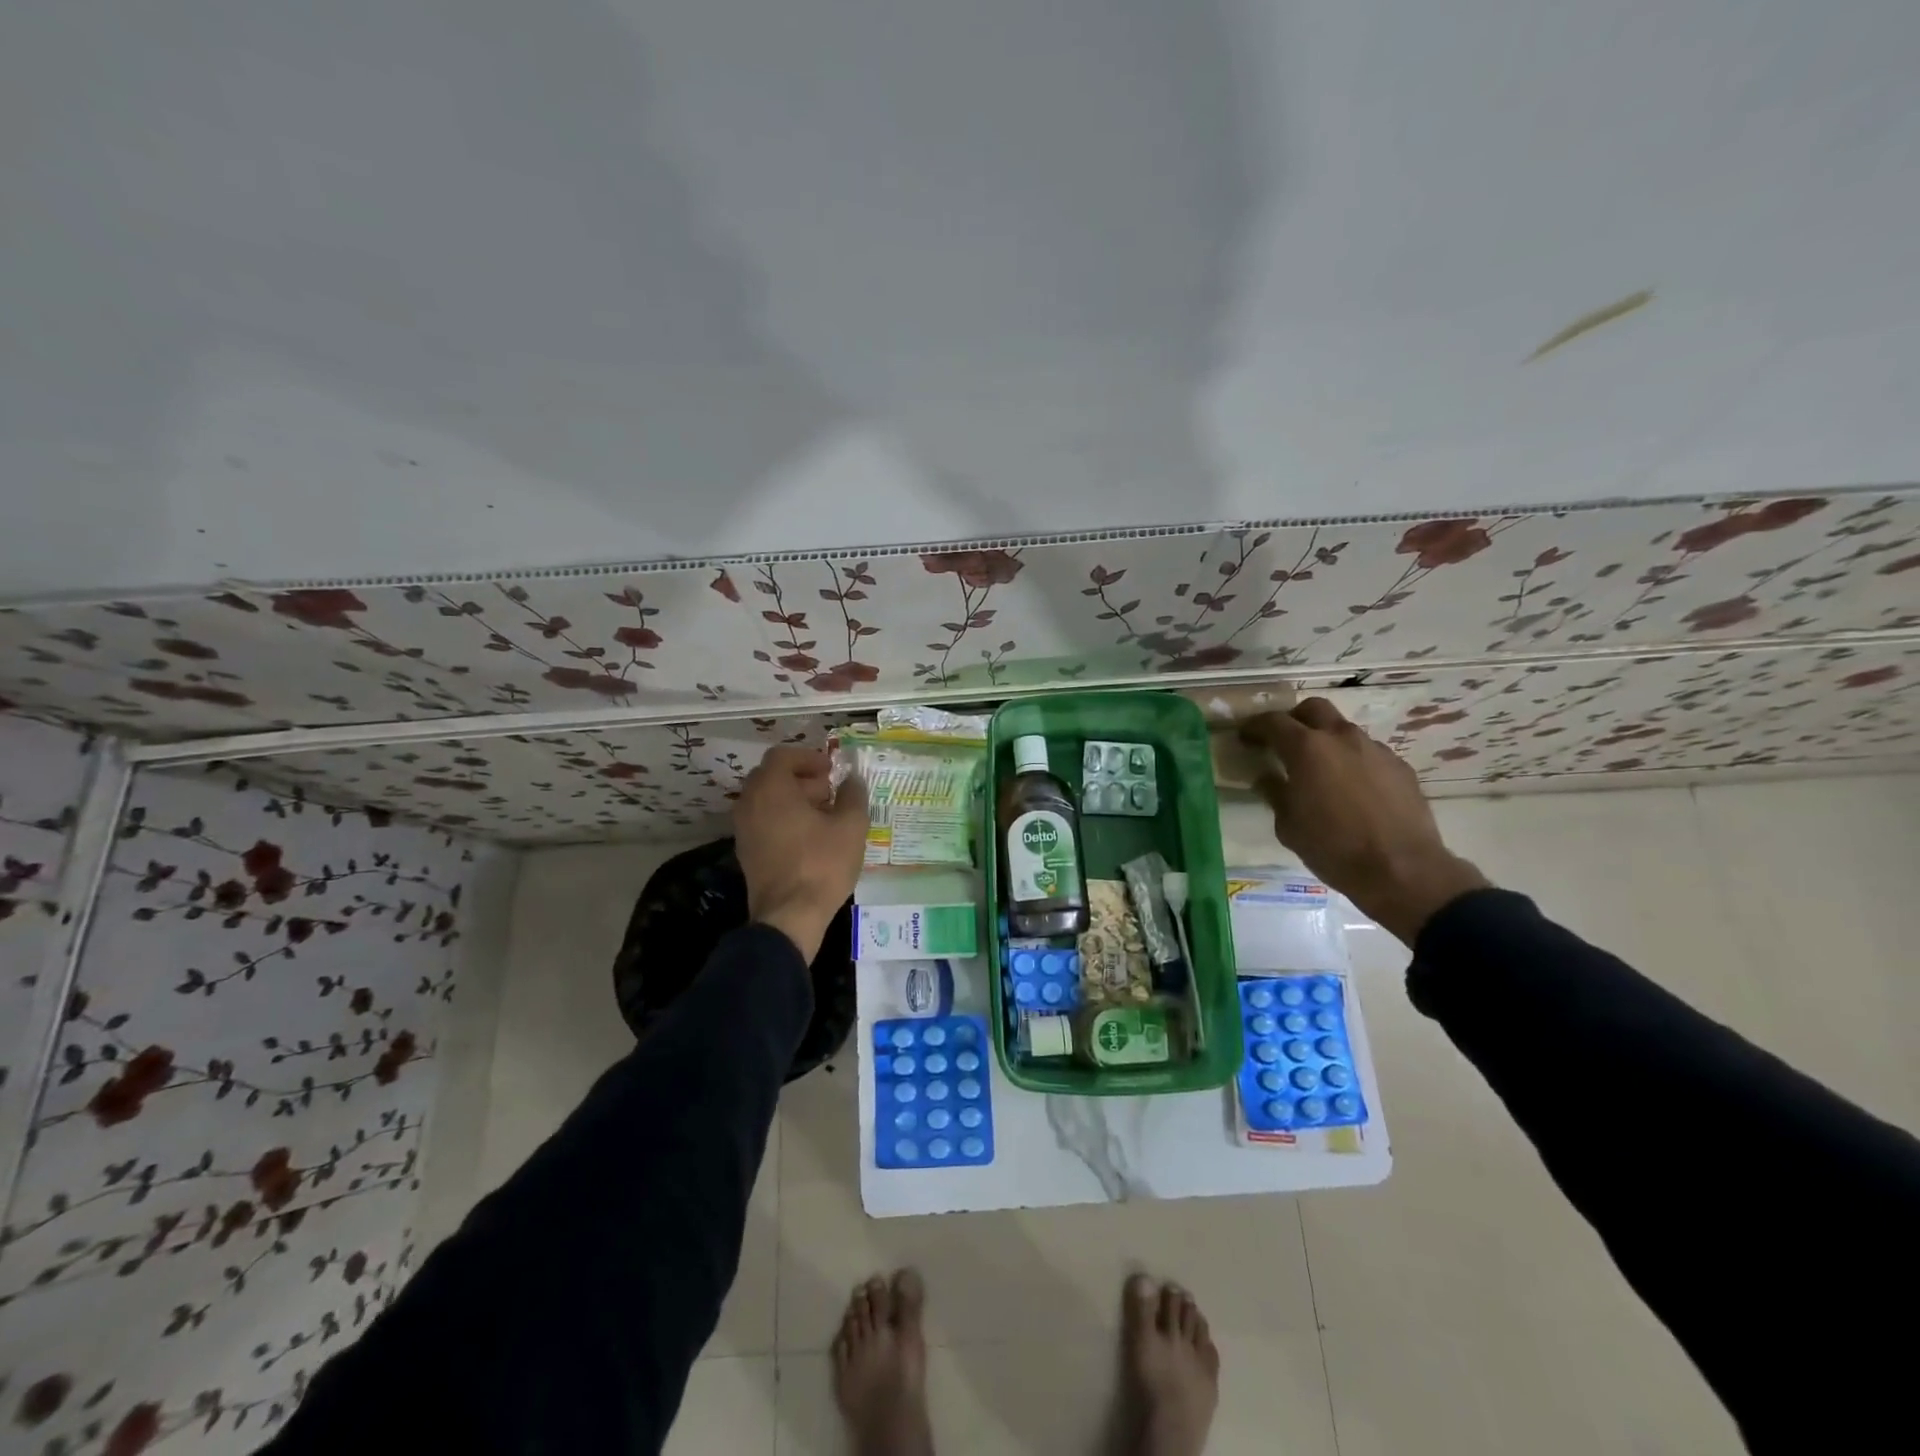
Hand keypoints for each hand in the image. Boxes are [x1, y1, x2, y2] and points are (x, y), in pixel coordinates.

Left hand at [733, 745, 869, 961]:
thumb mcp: (851, 826)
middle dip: (801, 779)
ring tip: (823, 816)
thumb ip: (853, 795)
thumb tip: (852, 780)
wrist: (789, 916)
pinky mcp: (746, 852)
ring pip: (766, 801)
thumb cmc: (821, 864)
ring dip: (793, 800)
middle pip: (771, 777)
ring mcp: (743, 829)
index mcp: (771, 789)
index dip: (808, 758)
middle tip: (828, 791)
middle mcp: (750, 803)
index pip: (782, 756)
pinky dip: (783, 819)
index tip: (830, 770)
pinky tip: (810, 838)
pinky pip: (763, 822)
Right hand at [1239, 699, 1489, 944]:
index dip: (1255, 727)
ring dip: (1327, 742)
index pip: (1273, 722)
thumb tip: (1267, 777)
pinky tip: (1352, 789)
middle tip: (1284, 743)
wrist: (1402, 870)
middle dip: (1295, 719)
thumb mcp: (1288, 825)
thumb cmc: (1333, 848)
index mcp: (1306, 749)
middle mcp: (1341, 738)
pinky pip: (1368, 753)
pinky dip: (1352, 761)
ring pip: (1344, 731)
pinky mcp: (1400, 767)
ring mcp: (1375, 750)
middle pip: (1314, 709)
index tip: (1246, 738)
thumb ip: (1275, 793)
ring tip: (1321, 771)